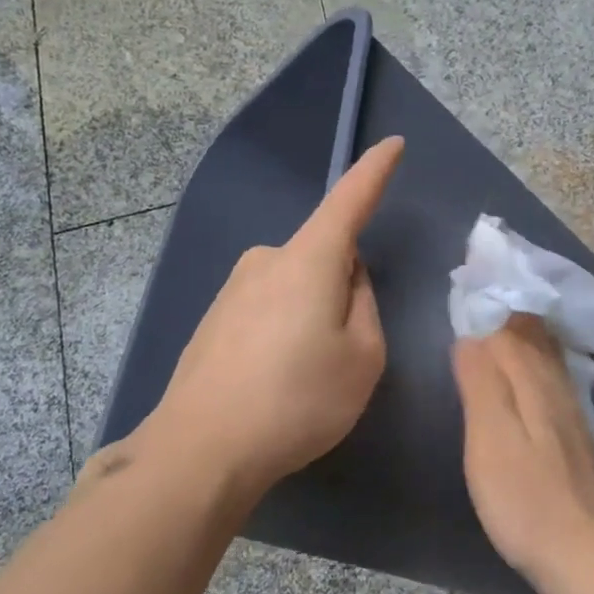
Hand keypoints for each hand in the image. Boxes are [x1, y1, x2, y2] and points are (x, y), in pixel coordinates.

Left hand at [144, 137, 403, 498]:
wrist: (201, 449)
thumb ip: (365, 305)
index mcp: (307, 260)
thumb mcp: (363, 357)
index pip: (349, 201)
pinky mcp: (212, 320)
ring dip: (311, 315)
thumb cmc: (297, 400)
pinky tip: (273, 382)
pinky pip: (266, 310)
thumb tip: (348, 280)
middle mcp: (265, 261)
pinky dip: (282, 333)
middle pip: (323, 256)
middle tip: (344, 351)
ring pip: (294, 286)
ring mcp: (232, 290)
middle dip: (343, 288)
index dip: (374, 172)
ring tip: (304, 377)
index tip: (392, 145)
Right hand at [452, 315, 593, 578]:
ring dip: (524, 337)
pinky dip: (535, 364)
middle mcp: (557, 387)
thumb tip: (471, 337)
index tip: (464, 289)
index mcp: (534, 381)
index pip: (509, 328)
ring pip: (547, 359)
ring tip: (501, 323)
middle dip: (509, 315)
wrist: (580, 552)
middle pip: (533, 338)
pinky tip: (528, 374)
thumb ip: (481, 382)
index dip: (487, 309)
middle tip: (480, 297)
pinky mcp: (574, 438)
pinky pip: (552, 380)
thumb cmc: (523, 496)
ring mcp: (570, 413)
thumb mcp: (490, 436)